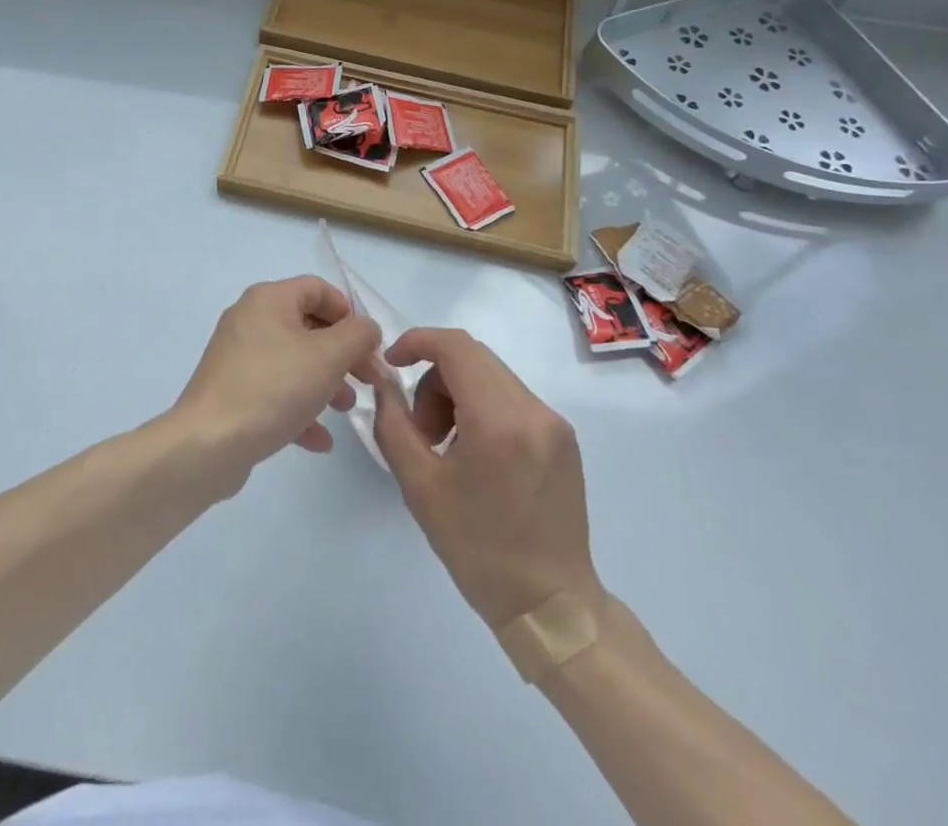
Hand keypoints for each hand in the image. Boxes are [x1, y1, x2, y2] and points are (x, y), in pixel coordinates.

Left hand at [172, 276, 380, 477]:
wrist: (208, 444)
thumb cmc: (273, 388)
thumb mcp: (328, 356)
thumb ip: (358, 335)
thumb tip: (366, 328)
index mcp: (269, 299)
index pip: (318, 289)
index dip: (349, 313)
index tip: (369, 346)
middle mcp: (250, 319)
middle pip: (308, 326)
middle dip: (342, 354)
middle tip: (367, 381)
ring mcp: (237, 357)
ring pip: (293, 361)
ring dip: (325, 382)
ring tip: (345, 409)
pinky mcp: (231, 392)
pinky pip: (274, 392)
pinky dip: (299, 409)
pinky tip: (320, 440)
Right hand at [372, 328, 600, 628]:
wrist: (550, 606)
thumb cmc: (478, 550)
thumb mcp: (419, 487)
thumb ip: (393, 424)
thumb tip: (384, 383)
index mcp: (499, 421)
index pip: (455, 347)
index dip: (417, 342)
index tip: (392, 365)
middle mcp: (533, 410)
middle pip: (472, 357)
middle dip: (434, 377)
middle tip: (421, 430)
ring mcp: (554, 422)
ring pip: (492, 375)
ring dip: (458, 393)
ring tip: (447, 447)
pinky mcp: (563, 437)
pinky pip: (512, 398)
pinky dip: (483, 407)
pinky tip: (475, 454)